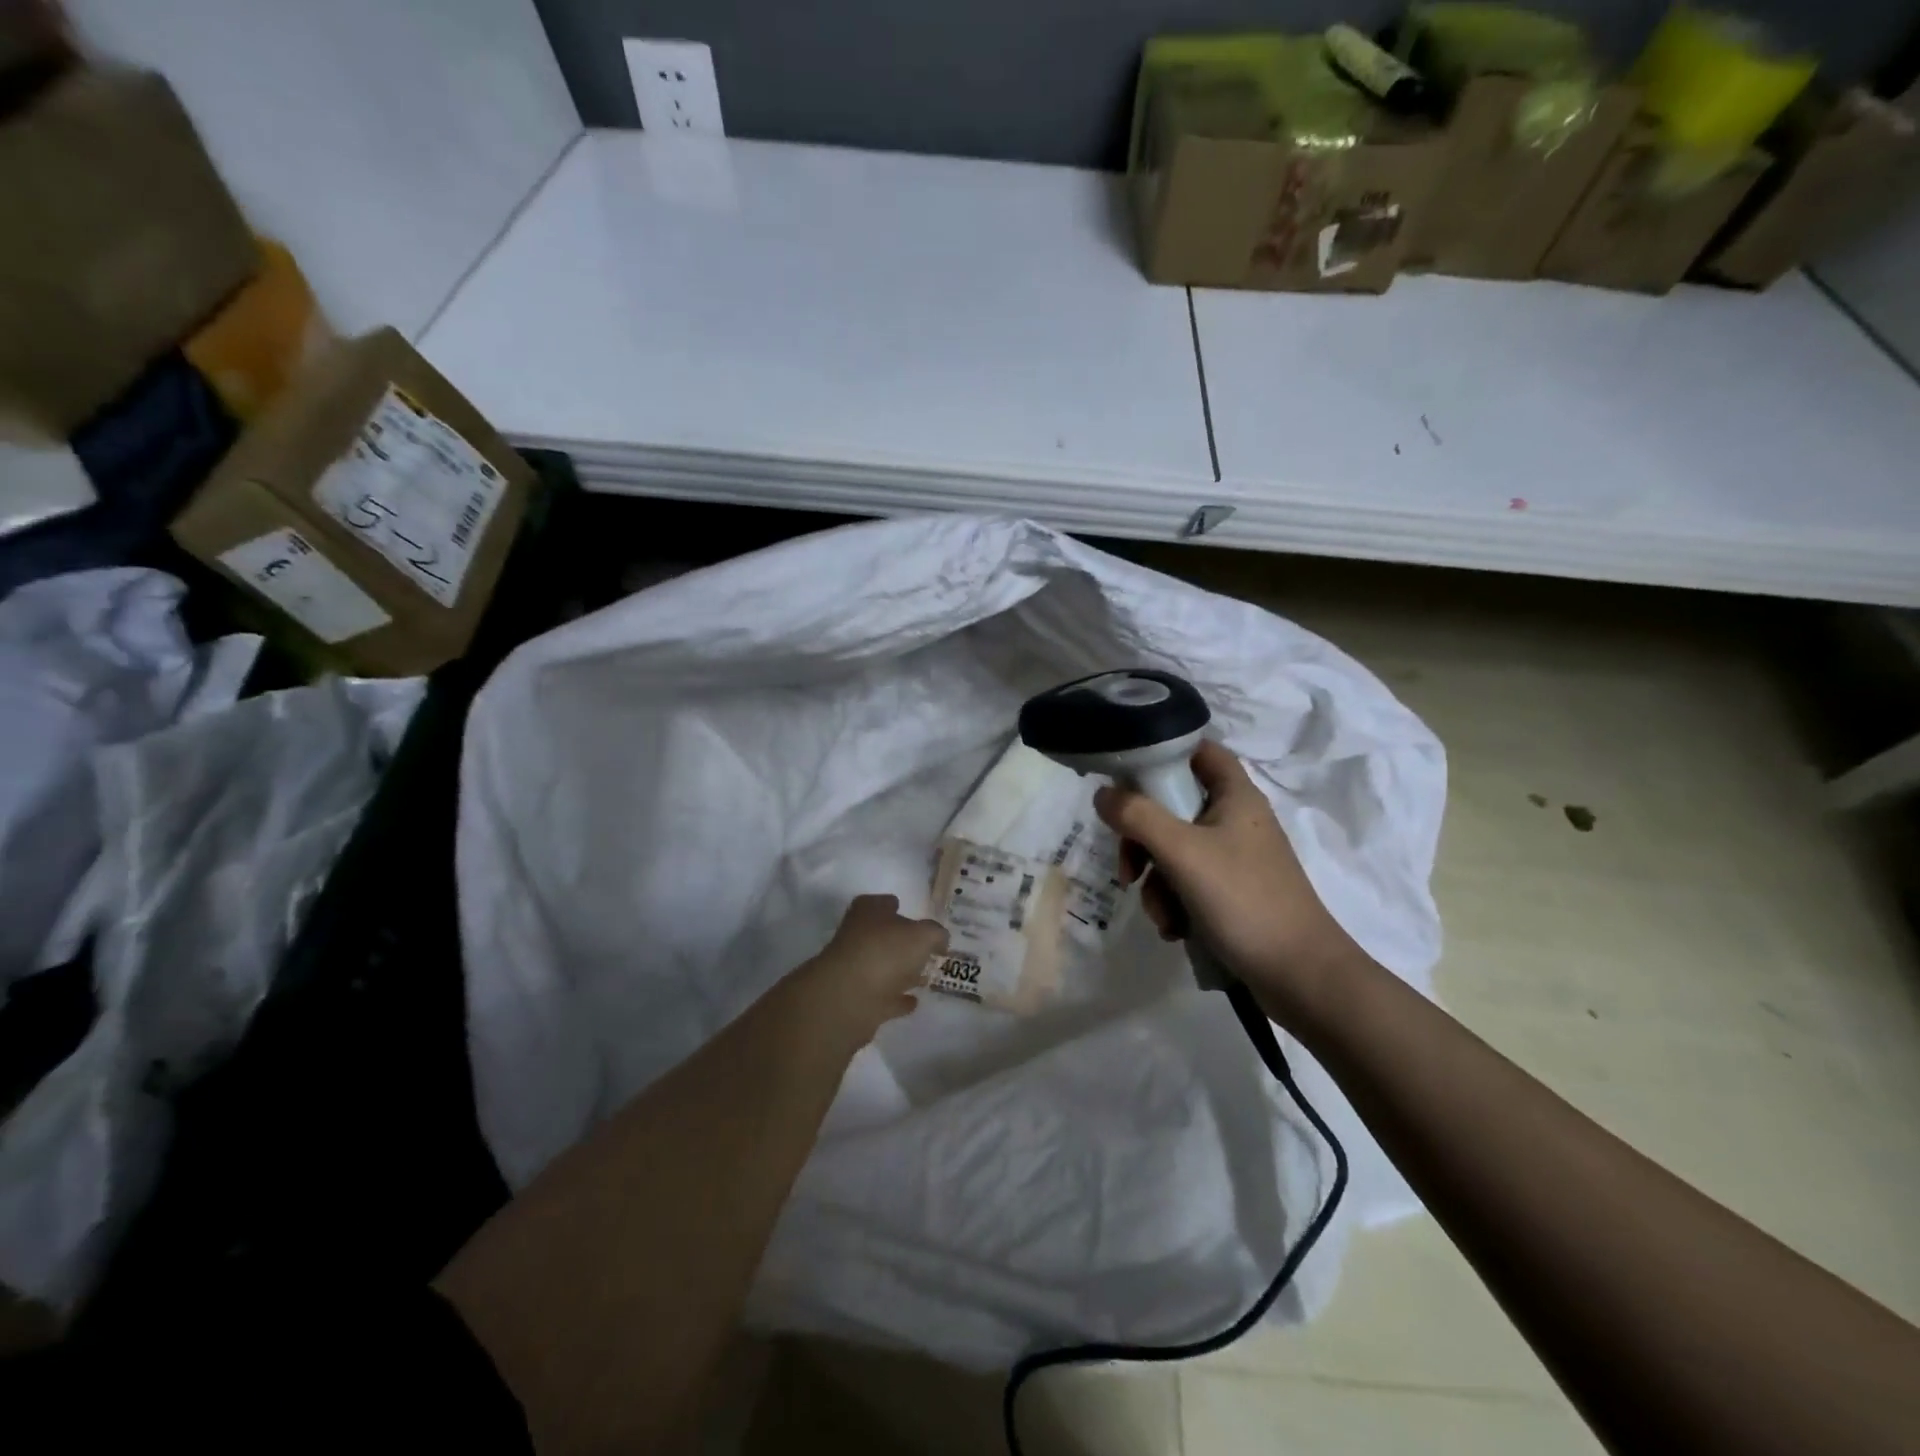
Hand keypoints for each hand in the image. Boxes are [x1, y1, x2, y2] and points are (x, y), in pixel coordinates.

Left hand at [797, 894, 948, 1046]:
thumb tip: (939, 940)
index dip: (898, 907)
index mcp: (869, 912)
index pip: (884, 903)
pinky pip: (884, 996)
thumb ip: (935, 934)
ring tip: (925, 977)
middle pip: (883, 936)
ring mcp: (856, 969)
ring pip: (884, 967)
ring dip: (902, 972)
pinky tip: (913, 1001)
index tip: (916, 916)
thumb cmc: (886, 952)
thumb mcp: (922, 935)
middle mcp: (858, 936)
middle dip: (903, 943)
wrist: (848, 998)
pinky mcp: (858, 999)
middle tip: (928, 951)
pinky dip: (897, 998)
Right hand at [1093, 740, 1366, 1018]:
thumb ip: (1137, 817)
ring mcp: (1235, 859)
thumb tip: (1102, 793)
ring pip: (1175, 851)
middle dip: (1143, 839)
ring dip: (1156, 882)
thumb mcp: (1182, 853)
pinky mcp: (1233, 893)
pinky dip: (1174, 903)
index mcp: (1235, 796)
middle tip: (1129, 868)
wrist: (1301, 977)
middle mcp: (1236, 820)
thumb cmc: (1244, 900)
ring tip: (1162, 915)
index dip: (1164, 753)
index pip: (1198, 751)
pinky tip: (1175, 929)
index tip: (1126, 777)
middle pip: (1173, 807)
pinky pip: (1188, 883)